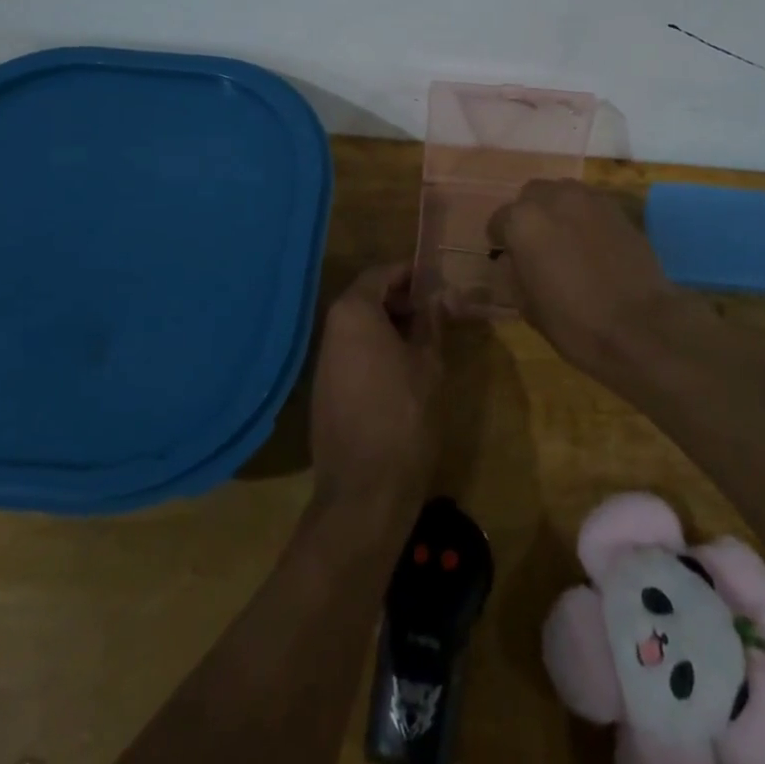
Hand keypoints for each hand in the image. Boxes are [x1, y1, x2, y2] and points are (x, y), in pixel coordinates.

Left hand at [309, 264, 443, 515]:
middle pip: (367, 297)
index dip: (410, 273)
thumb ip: (432, 321)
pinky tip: (403, 370)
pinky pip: (352, 353)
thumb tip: (441, 294)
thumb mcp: (428, 362)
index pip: (381, 273)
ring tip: (425, 340)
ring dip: (390, 325)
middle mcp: (331, 329)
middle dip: (402, 299)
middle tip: (437, 312)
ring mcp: (323, 361)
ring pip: (359, 327)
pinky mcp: (323, 390)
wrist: (364, 491)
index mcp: (353, 312)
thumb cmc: (404, 415)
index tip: (438, 281)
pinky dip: (376, 349)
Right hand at [486, 179, 688, 377]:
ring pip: (561, 193)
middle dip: (529, 215)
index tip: (507, 257)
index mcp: (522, 222)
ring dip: (556, 210)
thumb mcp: (528, 306)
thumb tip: (512, 259)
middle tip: (536, 245)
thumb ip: (513, 272)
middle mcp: (552, 198)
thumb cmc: (575, 323)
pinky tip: (590, 242)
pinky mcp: (616, 207)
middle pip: (531, 196)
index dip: (501, 240)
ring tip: (564, 239)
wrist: (641, 326)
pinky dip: (583, 216)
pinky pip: (589, 203)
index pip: (499, 220)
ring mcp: (588, 198)